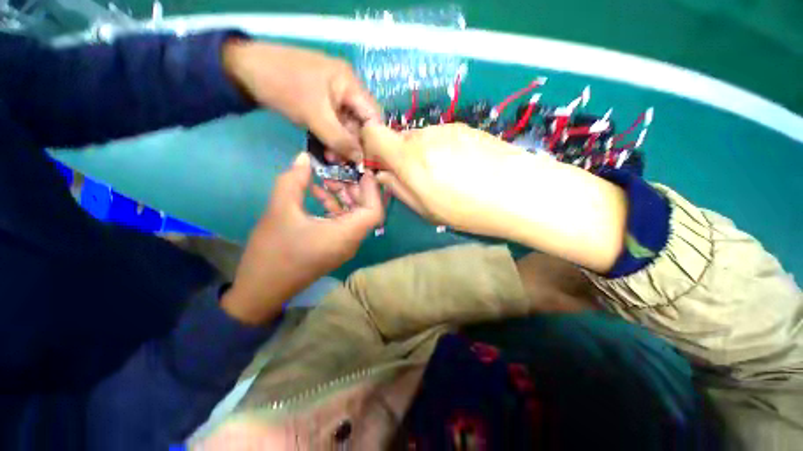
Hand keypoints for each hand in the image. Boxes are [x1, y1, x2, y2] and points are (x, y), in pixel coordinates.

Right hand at [221, 152, 383, 324]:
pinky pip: (343, 223)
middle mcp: (351, 241)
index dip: (371, 189)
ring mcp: (343, 246)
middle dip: (356, 189)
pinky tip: (317, 194)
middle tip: (340, 171)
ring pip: (354, 216)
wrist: (261, 290)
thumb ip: (294, 180)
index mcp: (347, 234)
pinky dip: (334, 208)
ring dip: (344, 197)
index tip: (359, 171)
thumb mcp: (280, 210)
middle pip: (366, 211)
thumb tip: (304, 157)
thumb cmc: (273, 251)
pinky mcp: (334, 247)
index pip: (374, 211)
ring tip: (327, 180)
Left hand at [223, 39, 380, 160]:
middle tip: (346, 163)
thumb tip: (361, 160)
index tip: (369, 160)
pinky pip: (334, 124)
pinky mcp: (322, 103)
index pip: (374, 115)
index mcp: (351, 83)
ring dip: (342, 144)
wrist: (244, 70)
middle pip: (361, 122)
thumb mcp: (315, 115)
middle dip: (354, 144)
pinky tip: (327, 150)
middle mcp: (347, 89)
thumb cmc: (283, 86)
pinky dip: (332, 138)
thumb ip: (340, 139)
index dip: (374, 139)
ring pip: (347, 126)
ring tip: (333, 159)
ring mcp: (334, 96)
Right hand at [361, 123, 529, 236]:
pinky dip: (440, 150)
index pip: (374, 134)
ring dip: (422, 155)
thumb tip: (383, 174)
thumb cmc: (469, 210)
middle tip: (420, 180)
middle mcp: (425, 136)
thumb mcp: (426, 210)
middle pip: (399, 139)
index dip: (372, 148)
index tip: (383, 167)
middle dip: (401, 157)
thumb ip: (399, 189)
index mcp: (410, 158)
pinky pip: (440, 137)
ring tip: (446, 176)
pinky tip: (461, 166)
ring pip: (420, 138)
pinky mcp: (465, 127)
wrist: (520, 192)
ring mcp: (447, 128)